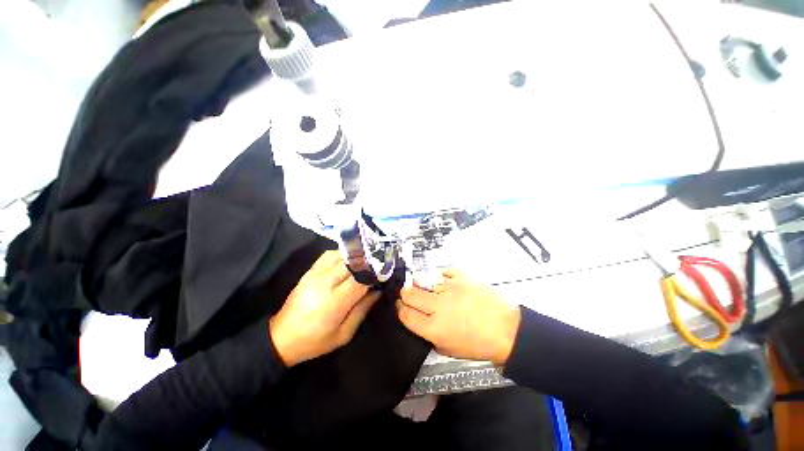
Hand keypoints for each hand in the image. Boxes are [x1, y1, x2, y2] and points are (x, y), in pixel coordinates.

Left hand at [270, 251, 380, 366]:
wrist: (282, 337)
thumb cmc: (315, 341)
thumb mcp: (344, 334)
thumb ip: (363, 309)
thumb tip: (377, 291)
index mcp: (333, 302)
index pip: (360, 279)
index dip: (374, 275)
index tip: (383, 276)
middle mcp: (324, 283)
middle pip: (352, 264)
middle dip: (367, 264)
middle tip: (377, 268)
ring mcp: (314, 274)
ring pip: (341, 255)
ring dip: (355, 258)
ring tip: (364, 265)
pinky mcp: (309, 271)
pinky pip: (328, 255)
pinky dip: (341, 255)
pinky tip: (347, 262)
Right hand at [397, 269, 520, 364]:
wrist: (506, 329)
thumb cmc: (479, 344)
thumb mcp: (449, 349)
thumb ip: (428, 334)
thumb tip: (417, 319)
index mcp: (434, 328)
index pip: (405, 314)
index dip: (400, 309)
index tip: (402, 306)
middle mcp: (439, 305)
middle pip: (409, 293)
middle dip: (406, 294)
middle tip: (410, 295)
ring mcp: (450, 288)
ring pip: (422, 279)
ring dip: (421, 284)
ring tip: (427, 287)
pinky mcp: (461, 276)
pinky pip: (441, 271)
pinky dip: (440, 277)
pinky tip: (444, 282)